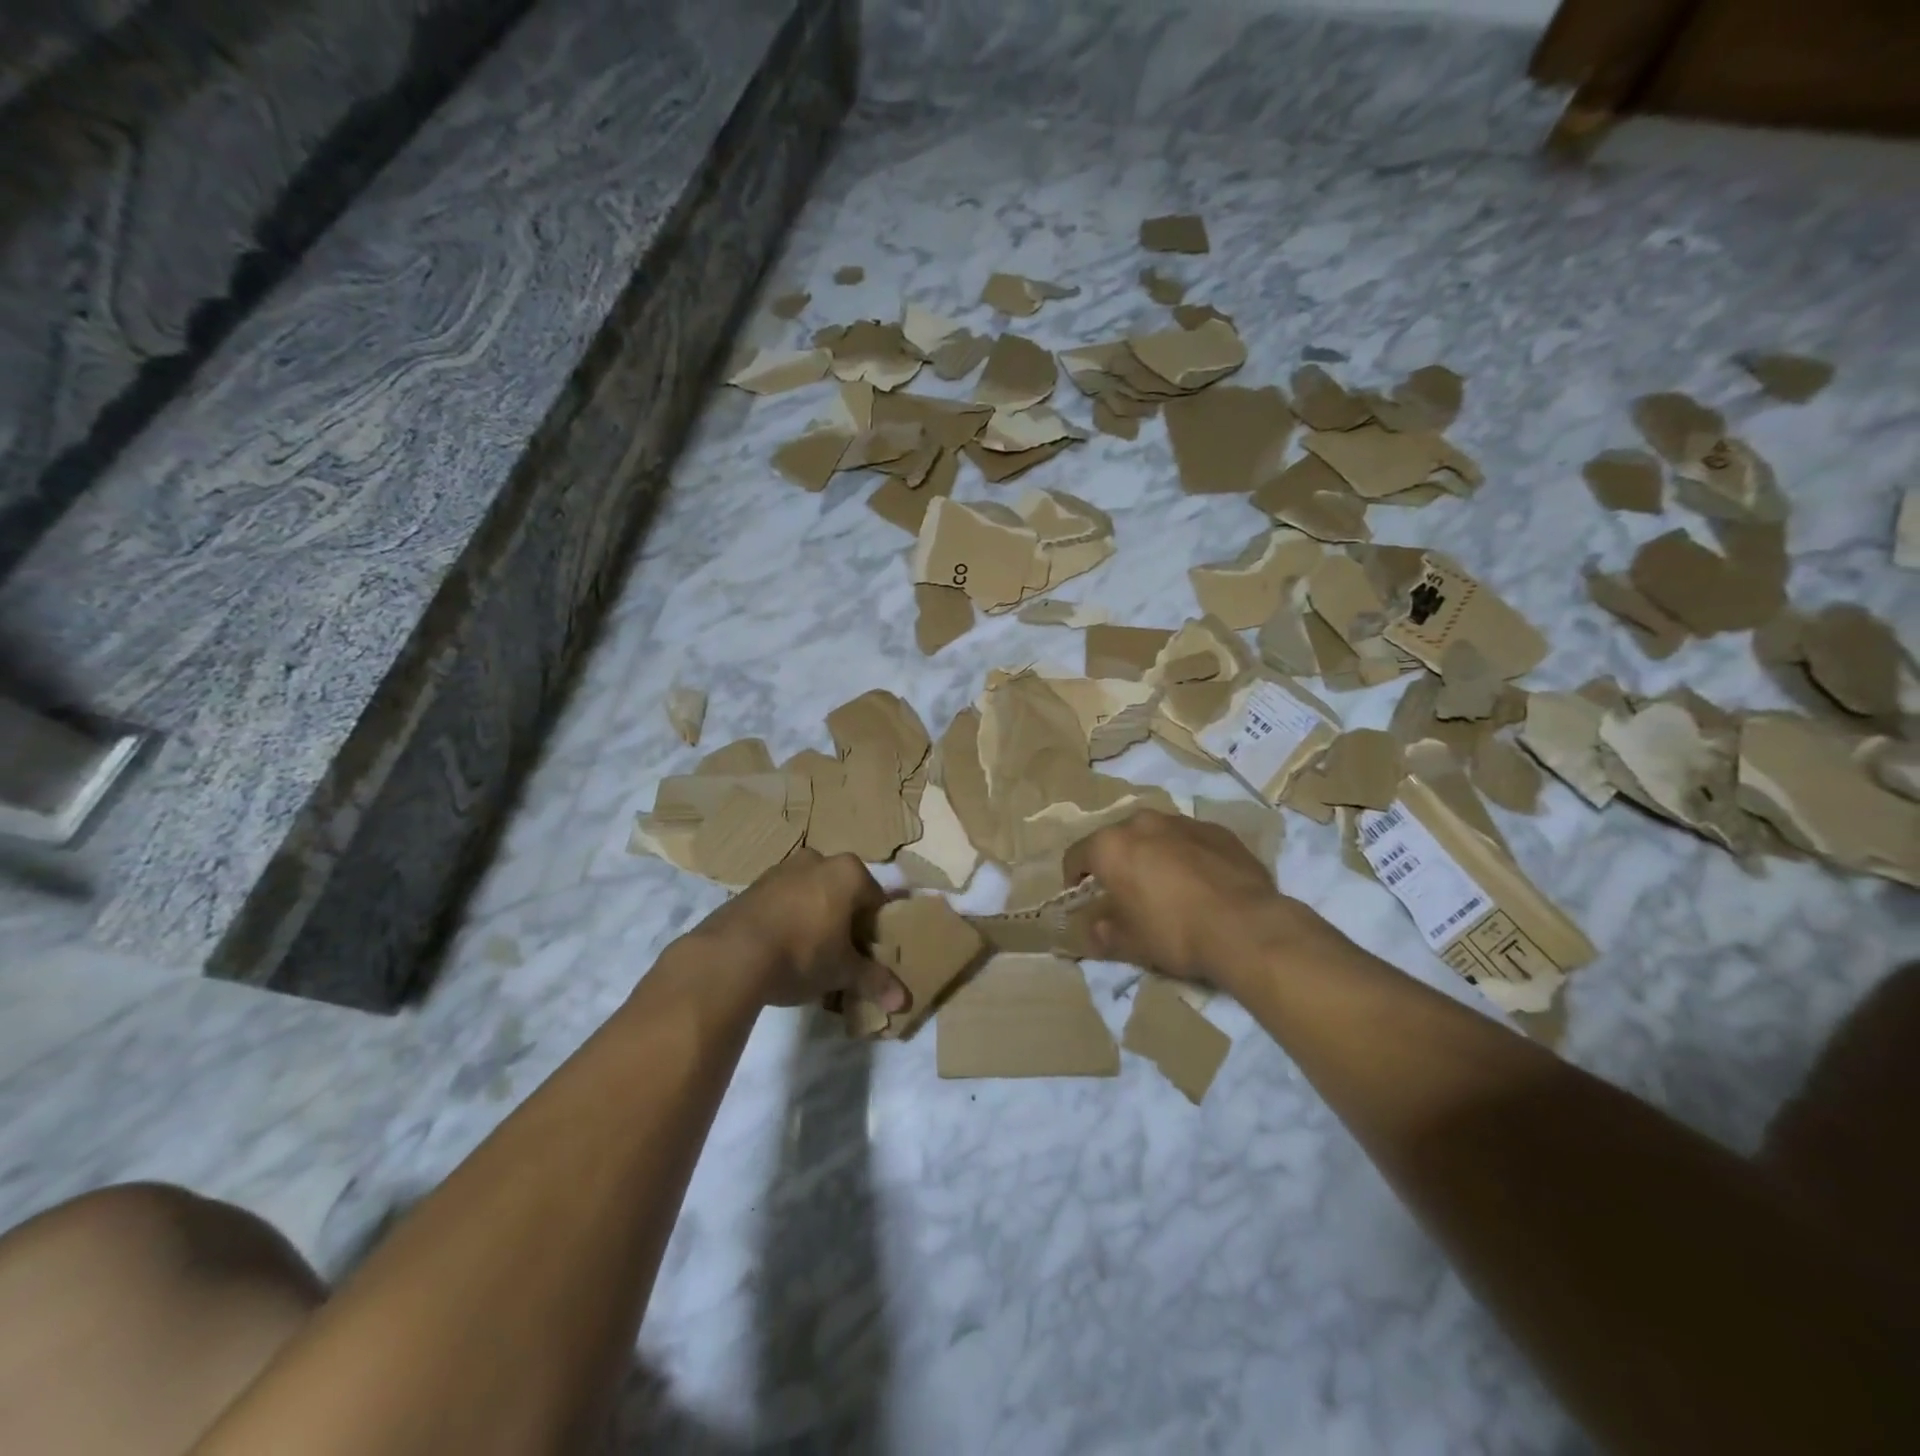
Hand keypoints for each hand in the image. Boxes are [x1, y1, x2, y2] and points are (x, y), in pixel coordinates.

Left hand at [684, 849, 906, 1010]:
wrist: (731, 956)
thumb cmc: (802, 954)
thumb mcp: (843, 972)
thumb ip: (874, 981)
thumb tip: (903, 1002)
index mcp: (848, 872)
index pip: (876, 901)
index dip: (875, 931)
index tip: (867, 956)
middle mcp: (818, 860)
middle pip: (843, 894)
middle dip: (844, 922)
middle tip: (841, 957)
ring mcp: (781, 870)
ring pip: (811, 895)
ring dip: (815, 920)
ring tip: (809, 957)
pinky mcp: (752, 886)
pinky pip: (783, 902)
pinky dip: (788, 920)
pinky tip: (781, 951)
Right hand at [1063, 809, 1331, 987]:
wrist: (1246, 927)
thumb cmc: (1175, 933)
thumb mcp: (1130, 943)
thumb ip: (1103, 933)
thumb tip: (1093, 931)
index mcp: (1111, 846)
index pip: (1075, 856)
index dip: (1073, 879)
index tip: (1081, 900)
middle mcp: (1142, 823)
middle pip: (1116, 841)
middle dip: (1115, 864)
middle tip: (1124, 894)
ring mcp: (1182, 822)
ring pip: (1154, 836)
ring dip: (1151, 856)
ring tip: (1165, 888)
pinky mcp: (1217, 830)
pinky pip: (1189, 841)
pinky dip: (1186, 856)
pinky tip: (1200, 885)